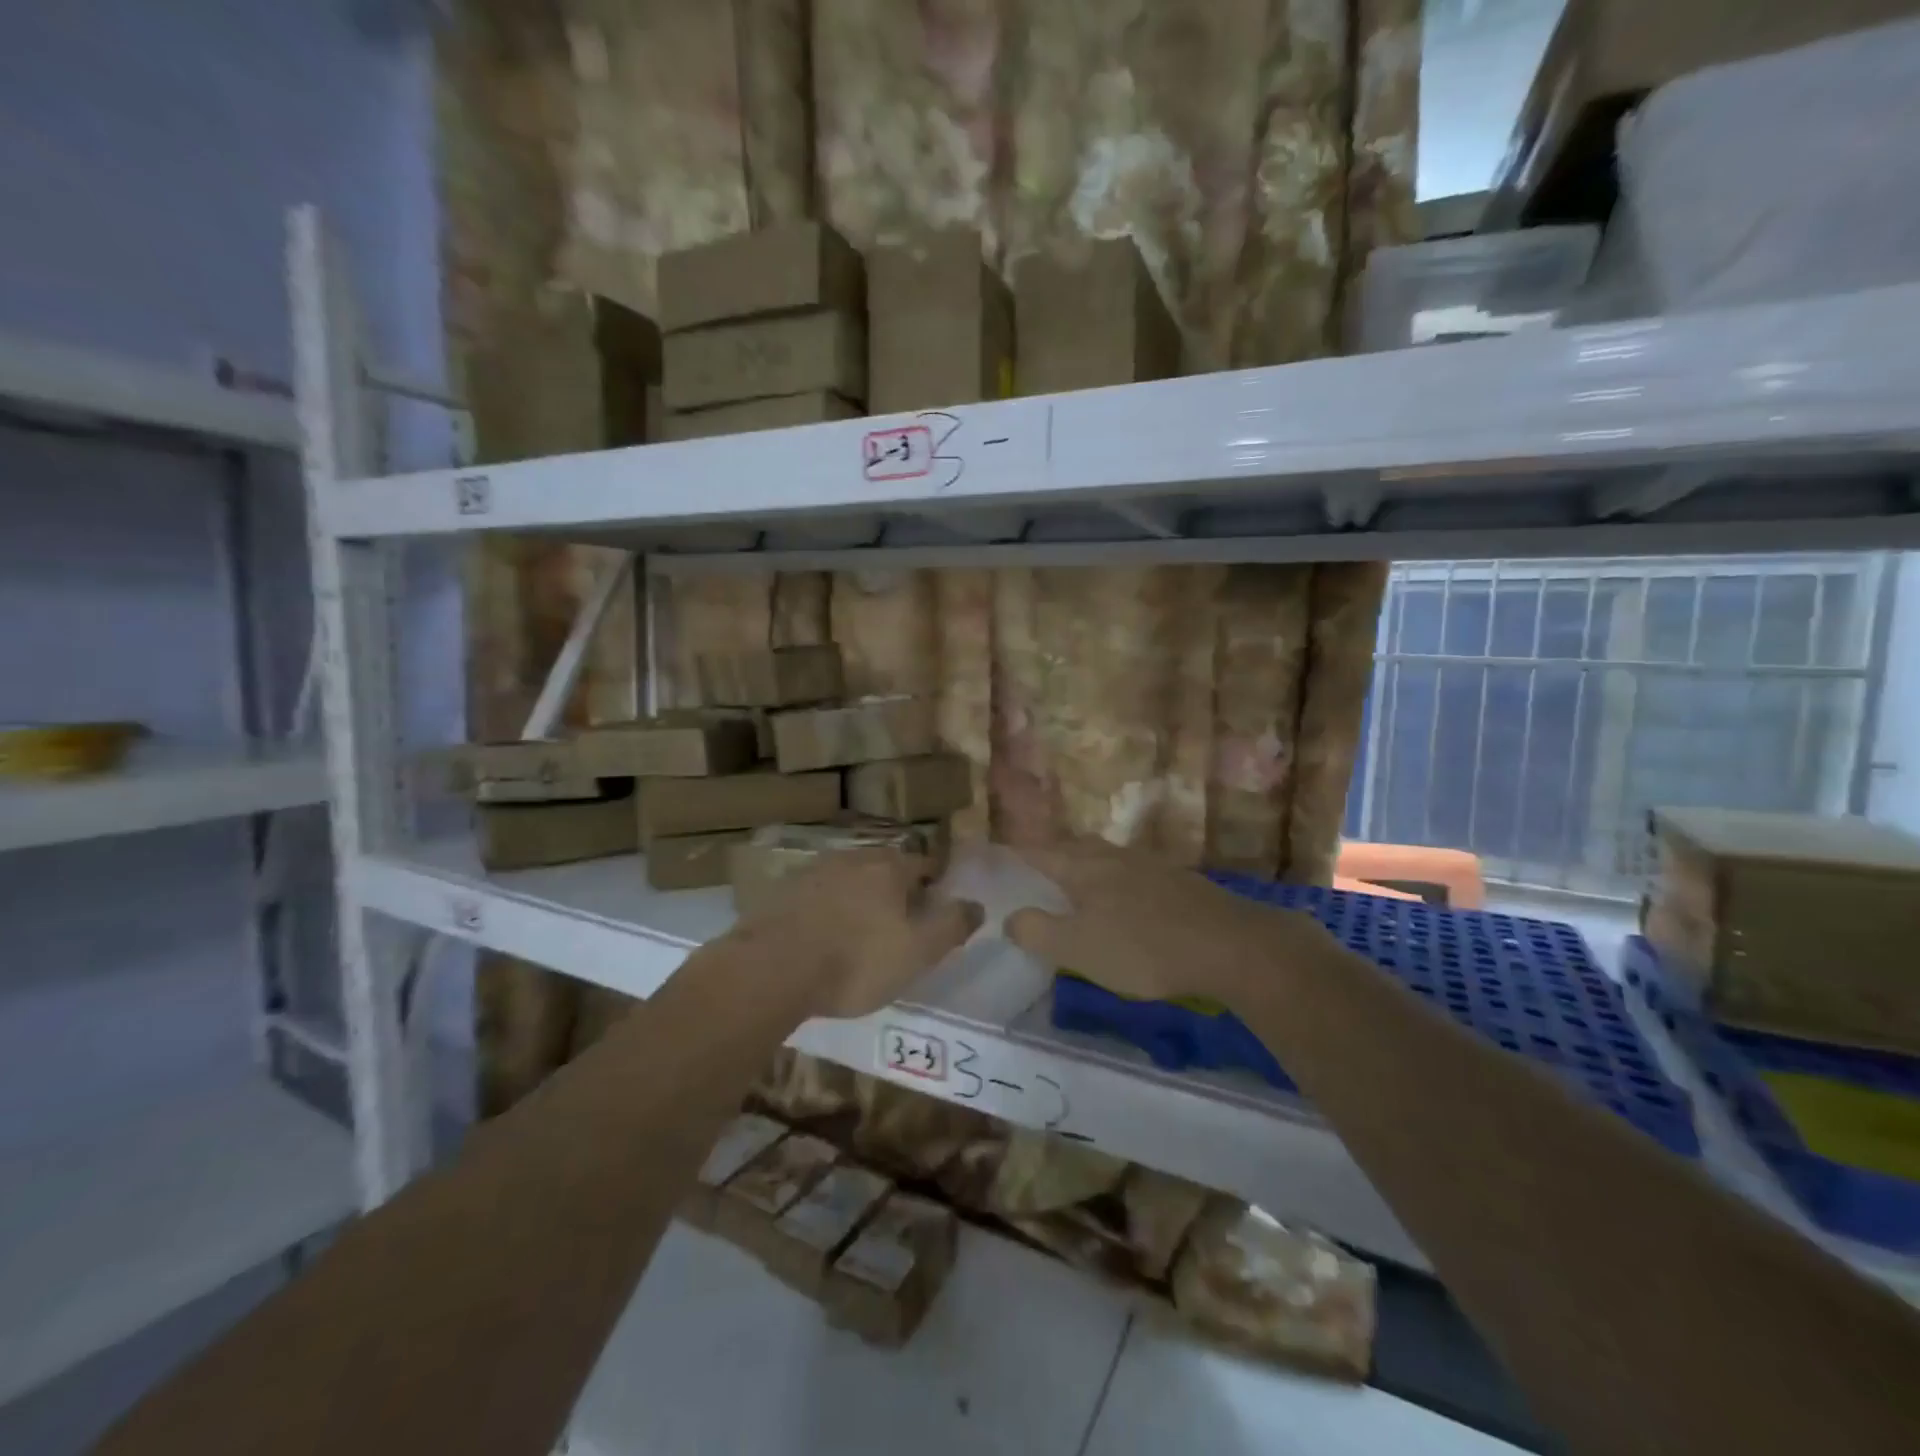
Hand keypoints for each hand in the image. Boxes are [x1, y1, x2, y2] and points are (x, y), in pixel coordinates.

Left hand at [732, 849, 983, 1018]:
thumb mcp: (918, 952)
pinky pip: (816, 895)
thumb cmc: (855, 962)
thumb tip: (977, 904)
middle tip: (901, 920)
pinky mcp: (781, 892)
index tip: (936, 904)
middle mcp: (852, 859)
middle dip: (895, 888)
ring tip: (861, 928)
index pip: (924, 864)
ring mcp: (813, 872)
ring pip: (848, 878)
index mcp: (889, 868)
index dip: (934, 883)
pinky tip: (822, 933)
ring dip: (859, 896)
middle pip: (884, 867)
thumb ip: (952, 925)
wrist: (771, 969)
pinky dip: (826, 908)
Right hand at [1005, 839, 1331, 1006]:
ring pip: (1104, 857)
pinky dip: (1114, 881)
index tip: (997, 857)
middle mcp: (1112, 856)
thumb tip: (1009, 917)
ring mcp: (1148, 865)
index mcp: (1083, 867)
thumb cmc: (1142, 947)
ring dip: (1084, 866)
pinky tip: (1123, 901)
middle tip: (1035, 871)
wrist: (1229, 945)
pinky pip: (1130, 872)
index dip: (1015, 854)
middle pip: (1073, 847)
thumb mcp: (1078, 949)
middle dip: (1051, 855)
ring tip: (1075, 885)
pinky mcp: (1176, 880)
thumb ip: (1038, 931)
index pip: (1038, 852)